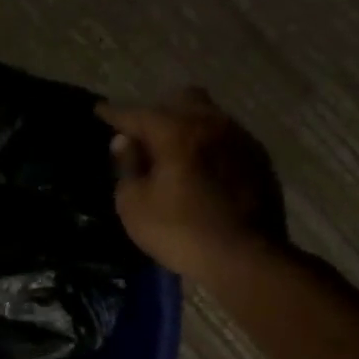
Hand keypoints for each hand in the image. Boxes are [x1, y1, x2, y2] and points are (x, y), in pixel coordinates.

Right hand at [97, 89, 287, 281]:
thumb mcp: (134, 204)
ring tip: (172, 149)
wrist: (246, 258)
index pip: (137, 114)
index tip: (99, 111)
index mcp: (177, 132)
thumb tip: (125, 141)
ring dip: (187, 125)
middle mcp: (212, 125)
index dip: (114, 113)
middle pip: (182, 99)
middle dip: (158, 110)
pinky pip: (226, 137)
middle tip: (142, 133)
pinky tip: (200, 167)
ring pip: (209, 116)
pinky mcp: (259, 160)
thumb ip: (128, 166)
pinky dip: (207, 143)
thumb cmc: (179, 231)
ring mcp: (241, 140)